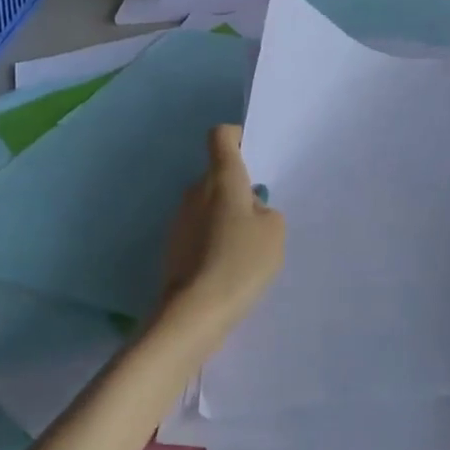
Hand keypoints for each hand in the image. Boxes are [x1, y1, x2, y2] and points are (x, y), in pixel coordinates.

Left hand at [157, 126, 285, 350]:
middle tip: (262, 215)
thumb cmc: (241, 260)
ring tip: (248, 247)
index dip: (239, 139)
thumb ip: (266, 210)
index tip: (255, 157)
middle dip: (239, 189)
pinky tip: (231, 265)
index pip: (222, 137)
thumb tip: (249, 209)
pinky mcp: (174, 247)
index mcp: (222, 178)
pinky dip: (215, 239)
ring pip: (210, 205)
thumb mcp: (275, 231)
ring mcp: (180, 219)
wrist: (195, 312)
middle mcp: (195, 191)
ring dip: (227, 217)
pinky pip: (201, 230)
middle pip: (218, 175)